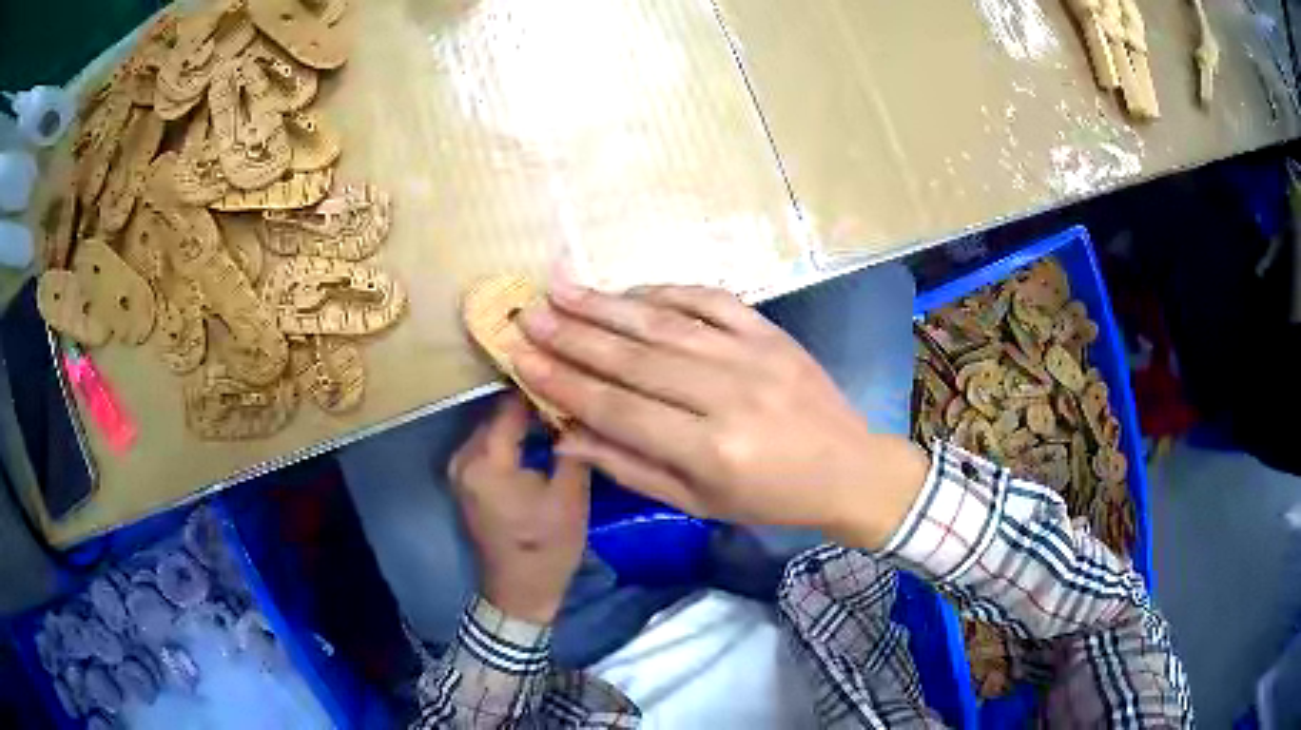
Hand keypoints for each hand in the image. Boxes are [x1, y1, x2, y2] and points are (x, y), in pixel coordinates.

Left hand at [448, 394, 590, 623]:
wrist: (519, 591)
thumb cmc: (547, 547)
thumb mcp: (570, 497)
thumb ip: (571, 446)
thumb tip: (576, 407)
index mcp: (487, 462)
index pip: (510, 406)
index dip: (538, 390)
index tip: (568, 378)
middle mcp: (463, 459)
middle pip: (497, 414)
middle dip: (529, 403)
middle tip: (566, 395)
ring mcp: (459, 471)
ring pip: (492, 428)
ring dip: (519, 421)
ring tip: (556, 413)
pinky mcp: (464, 481)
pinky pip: (487, 445)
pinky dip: (509, 438)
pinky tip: (536, 437)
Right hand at [513, 282, 928, 548]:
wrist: (849, 469)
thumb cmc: (770, 499)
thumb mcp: (698, 503)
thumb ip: (630, 467)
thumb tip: (566, 433)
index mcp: (710, 449)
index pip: (619, 408)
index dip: (565, 382)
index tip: (522, 358)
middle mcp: (728, 395)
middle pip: (635, 358)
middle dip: (573, 335)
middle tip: (528, 314)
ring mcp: (753, 355)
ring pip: (665, 322)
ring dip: (607, 304)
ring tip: (560, 289)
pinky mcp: (771, 332)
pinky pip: (711, 300)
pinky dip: (666, 290)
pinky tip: (629, 289)